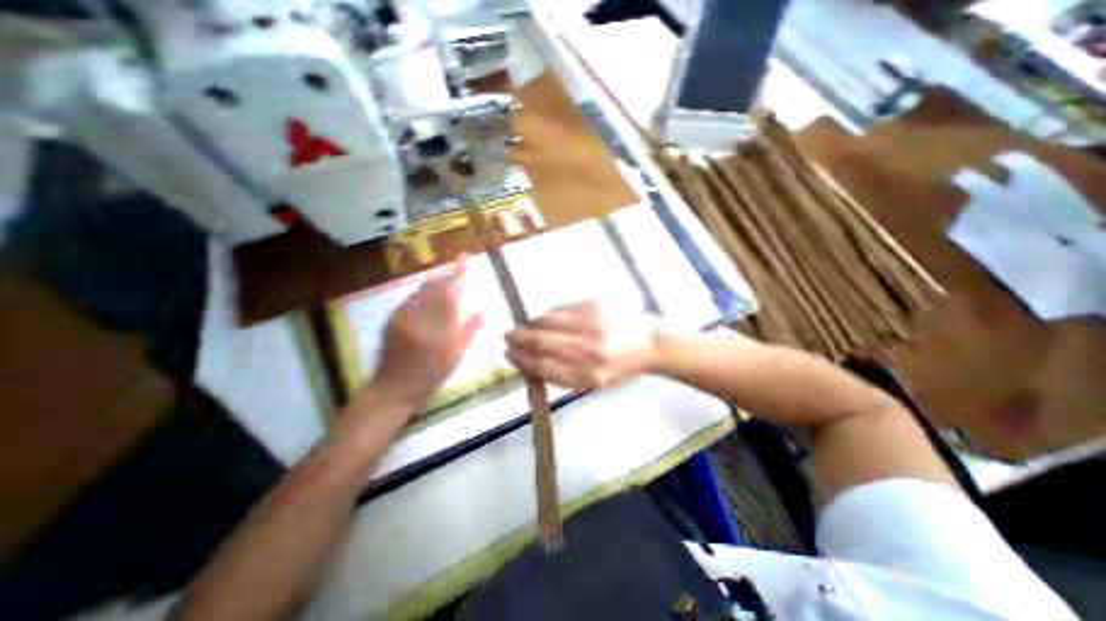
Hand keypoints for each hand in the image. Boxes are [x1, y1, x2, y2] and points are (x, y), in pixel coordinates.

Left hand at [371, 255, 478, 412]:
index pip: (450, 292)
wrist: (393, 388)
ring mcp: (401, 316)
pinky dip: (423, 293)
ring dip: (435, 283)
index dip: (458, 273)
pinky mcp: (391, 318)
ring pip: (421, 290)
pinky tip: (428, 298)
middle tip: (457, 272)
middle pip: (434, 286)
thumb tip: (480, 312)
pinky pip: (410, 298)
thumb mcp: (455, 357)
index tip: (464, 256)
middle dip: (447, 276)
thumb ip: (468, 332)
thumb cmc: (430, 375)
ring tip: (445, 283)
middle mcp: (417, 316)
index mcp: (437, 327)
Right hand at [505, 298, 659, 388]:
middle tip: (508, 335)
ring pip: (548, 322)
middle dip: (519, 338)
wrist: (649, 343)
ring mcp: (592, 324)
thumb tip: (528, 360)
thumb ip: (561, 373)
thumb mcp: (592, 381)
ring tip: (527, 326)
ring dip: (532, 324)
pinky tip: (548, 319)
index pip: (544, 367)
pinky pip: (561, 309)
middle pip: (542, 343)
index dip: (522, 360)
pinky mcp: (595, 305)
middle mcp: (590, 350)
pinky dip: (549, 314)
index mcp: (589, 376)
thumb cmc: (619, 366)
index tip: (509, 353)